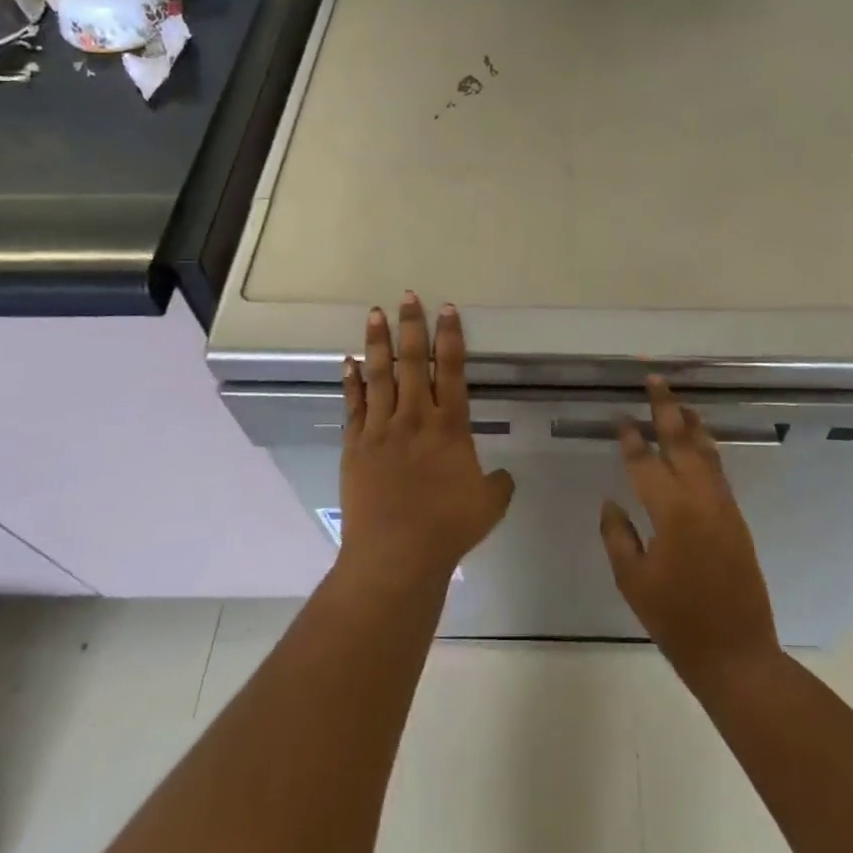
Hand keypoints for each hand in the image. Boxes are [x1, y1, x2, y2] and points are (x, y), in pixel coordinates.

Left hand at [337, 293, 514, 592]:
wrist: (394, 555)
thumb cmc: (447, 528)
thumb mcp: (488, 505)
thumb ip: (499, 484)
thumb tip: (504, 475)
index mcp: (450, 426)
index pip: (453, 370)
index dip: (451, 337)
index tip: (447, 309)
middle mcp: (415, 417)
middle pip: (414, 362)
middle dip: (412, 326)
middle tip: (407, 297)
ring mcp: (381, 429)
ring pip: (380, 375)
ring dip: (378, 342)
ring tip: (375, 314)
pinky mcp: (355, 445)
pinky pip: (353, 404)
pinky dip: (351, 381)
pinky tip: (348, 361)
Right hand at [601, 377, 780, 686]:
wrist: (735, 652)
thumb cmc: (676, 620)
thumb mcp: (633, 581)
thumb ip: (618, 535)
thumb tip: (612, 501)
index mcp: (670, 511)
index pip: (645, 462)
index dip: (630, 438)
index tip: (620, 416)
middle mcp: (699, 498)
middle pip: (680, 441)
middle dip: (666, 409)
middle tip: (654, 380)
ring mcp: (722, 505)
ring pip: (705, 451)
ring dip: (691, 423)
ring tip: (678, 401)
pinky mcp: (736, 517)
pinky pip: (718, 470)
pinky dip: (706, 447)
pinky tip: (699, 441)